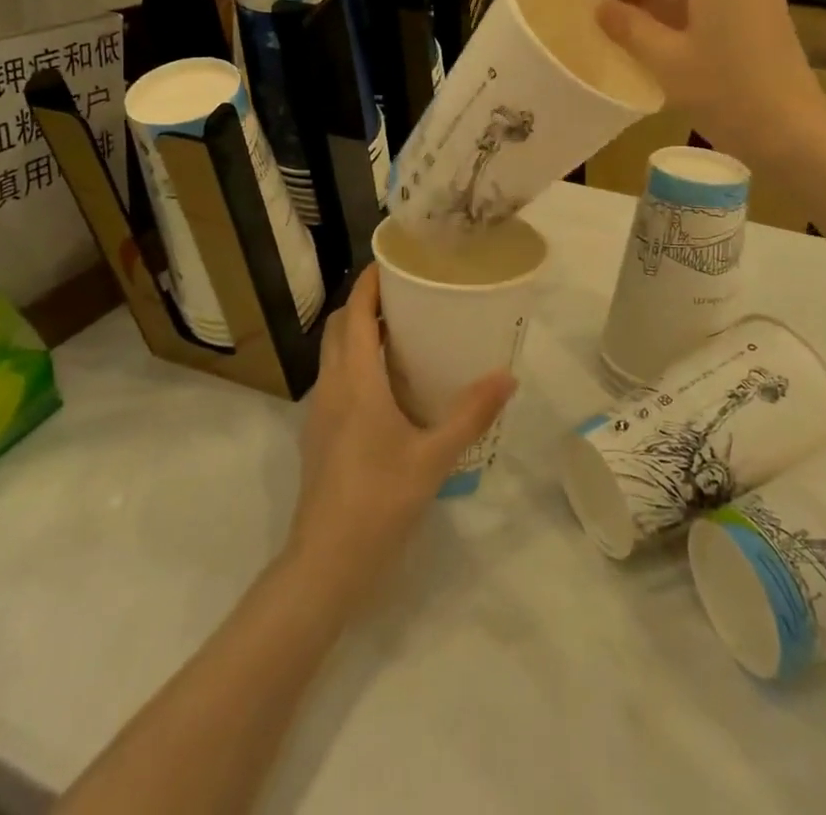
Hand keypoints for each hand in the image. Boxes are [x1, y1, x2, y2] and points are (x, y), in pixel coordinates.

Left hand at [287, 265, 515, 609]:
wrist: (324, 564)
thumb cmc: (378, 502)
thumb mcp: (433, 458)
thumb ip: (470, 415)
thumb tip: (507, 376)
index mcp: (355, 382)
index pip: (355, 315)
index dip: (368, 284)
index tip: (392, 262)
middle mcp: (331, 387)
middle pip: (339, 328)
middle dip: (364, 304)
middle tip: (404, 295)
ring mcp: (319, 412)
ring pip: (333, 354)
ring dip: (357, 333)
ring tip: (399, 332)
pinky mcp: (319, 435)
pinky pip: (334, 379)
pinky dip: (354, 362)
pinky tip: (385, 385)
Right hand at [587, 0, 825, 164]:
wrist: (795, 136)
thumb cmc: (726, 95)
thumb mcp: (666, 61)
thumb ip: (627, 27)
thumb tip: (600, 6)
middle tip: (604, 15)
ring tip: (627, 33)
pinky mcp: (764, 17)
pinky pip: (713, 0)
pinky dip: (681, 12)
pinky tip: (663, 45)